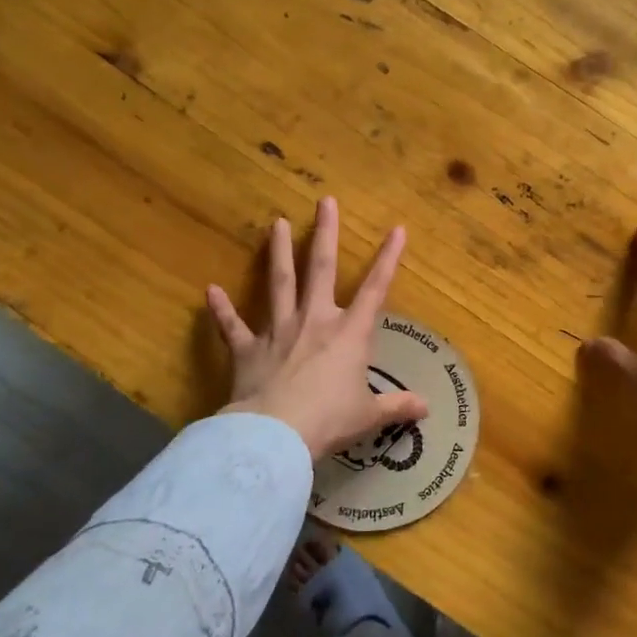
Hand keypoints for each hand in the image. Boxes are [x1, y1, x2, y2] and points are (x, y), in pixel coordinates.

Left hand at [206, 197, 426, 461]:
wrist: (276, 435)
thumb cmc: (329, 420)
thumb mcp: (368, 415)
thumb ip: (397, 406)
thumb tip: (426, 408)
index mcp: (349, 334)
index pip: (376, 289)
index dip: (389, 258)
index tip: (397, 229)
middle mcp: (315, 321)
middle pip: (321, 269)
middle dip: (325, 234)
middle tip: (324, 202)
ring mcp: (278, 331)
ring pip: (279, 283)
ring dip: (279, 252)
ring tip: (277, 223)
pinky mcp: (247, 350)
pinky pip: (232, 327)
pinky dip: (221, 310)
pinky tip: (210, 291)